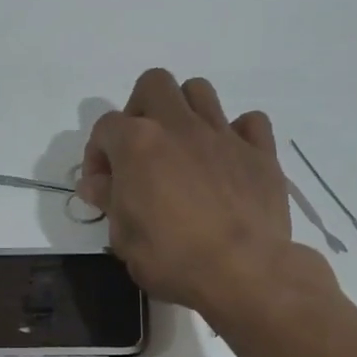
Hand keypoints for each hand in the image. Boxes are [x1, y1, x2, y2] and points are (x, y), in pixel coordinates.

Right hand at [78, 69, 313, 318]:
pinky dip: (236, 133)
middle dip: (140, 110)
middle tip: (140, 151)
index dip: (97, 154)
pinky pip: (250, 122)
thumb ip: (109, 201)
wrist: (243, 271)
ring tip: (182, 148)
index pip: (105, 127)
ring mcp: (223, 135)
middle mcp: (179, 126)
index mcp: (138, 144)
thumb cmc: (172, 258)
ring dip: (185, 111)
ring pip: (200, 91)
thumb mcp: (123, 238)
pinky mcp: (260, 152)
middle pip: (154, 84)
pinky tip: (228, 159)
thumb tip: (96, 183)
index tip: (103, 186)